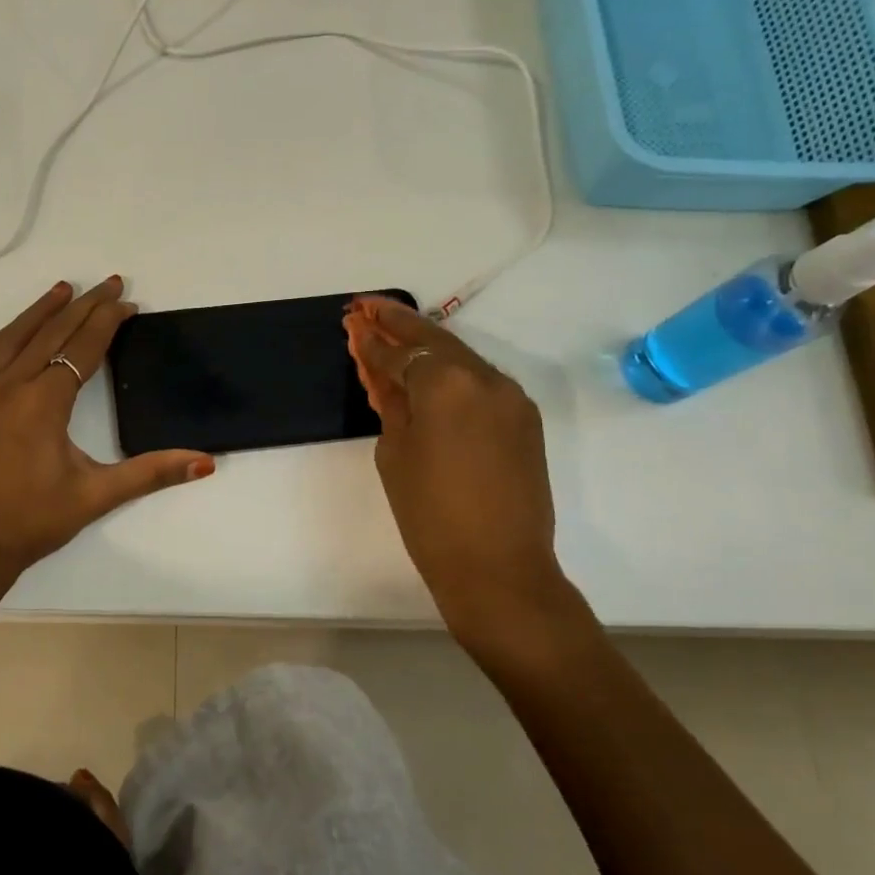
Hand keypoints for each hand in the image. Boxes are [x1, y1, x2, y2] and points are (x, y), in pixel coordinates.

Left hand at [0, 277, 214, 605]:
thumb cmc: (31, 523)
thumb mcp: (96, 496)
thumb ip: (151, 473)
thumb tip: (205, 462)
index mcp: (44, 401)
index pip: (83, 348)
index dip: (108, 322)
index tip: (128, 303)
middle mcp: (7, 387)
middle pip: (50, 334)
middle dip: (83, 306)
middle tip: (107, 283)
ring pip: (6, 341)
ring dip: (36, 313)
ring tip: (60, 290)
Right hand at [344, 296, 593, 667]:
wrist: (498, 568)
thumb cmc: (430, 515)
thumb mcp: (395, 453)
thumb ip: (391, 402)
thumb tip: (382, 372)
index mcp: (446, 383)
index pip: (399, 353)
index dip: (371, 340)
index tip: (351, 322)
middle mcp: (484, 377)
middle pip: (433, 340)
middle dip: (397, 322)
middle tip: (366, 306)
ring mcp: (510, 396)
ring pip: (459, 357)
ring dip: (424, 344)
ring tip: (390, 330)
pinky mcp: (523, 417)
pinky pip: (478, 382)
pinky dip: (449, 372)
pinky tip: (426, 370)